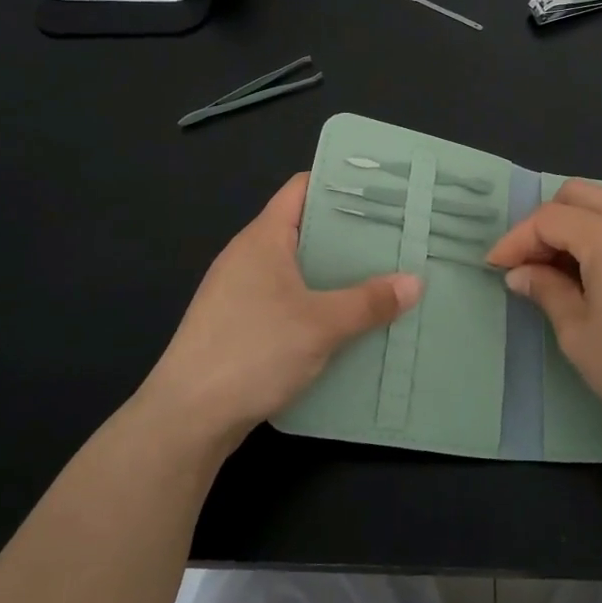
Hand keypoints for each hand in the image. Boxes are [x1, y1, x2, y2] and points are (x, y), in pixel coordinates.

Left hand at [137, 174, 420, 455]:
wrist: (186, 419)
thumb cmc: (252, 352)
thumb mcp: (321, 325)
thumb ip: (369, 302)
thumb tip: (415, 282)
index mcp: (263, 238)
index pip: (302, 188)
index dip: (339, 183)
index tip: (382, 190)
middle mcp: (248, 256)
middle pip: (304, 228)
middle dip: (347, 233)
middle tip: (395, 237)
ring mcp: (239, 292)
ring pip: (296, 268)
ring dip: (333, 273)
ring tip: (380, 277)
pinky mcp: (238, 325)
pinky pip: (285, 300)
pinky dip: (315, 303)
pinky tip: (345, 322)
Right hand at [486, 179, 601, 444]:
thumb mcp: (577, 333)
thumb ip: (546, 291)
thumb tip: (521, 273)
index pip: (549, 218)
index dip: (517, 239)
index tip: (497, 267)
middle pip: (577, 195)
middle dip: (546, 222)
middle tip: (531, 263)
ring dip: (576, 225)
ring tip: (563, 268)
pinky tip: (601, 273)